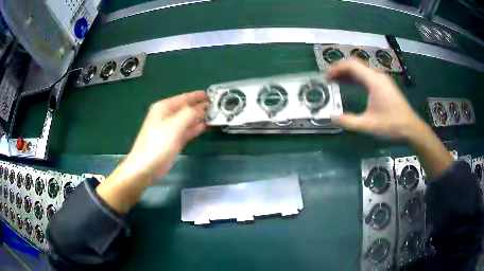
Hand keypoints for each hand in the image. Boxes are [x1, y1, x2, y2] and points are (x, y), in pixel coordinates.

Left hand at [124, 91, 208, 181]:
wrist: (146, 167)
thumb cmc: (159, 143)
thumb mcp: (175, 124)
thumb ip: (190, 113)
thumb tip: (203, 107)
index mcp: (164, 107)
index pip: (184, 97)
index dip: (198, 96)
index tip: (213, 95)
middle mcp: (167, 115)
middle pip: (187, 108)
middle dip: (201, 107)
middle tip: (219, 106)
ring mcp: (171, 129)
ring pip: (188, 119)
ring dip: (201, 117)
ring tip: (217, 115)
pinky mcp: (174, 140)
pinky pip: (188, 130)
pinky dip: (197, 128)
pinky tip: (207, 126)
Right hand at [329, 60, 451, 177]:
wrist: (411, 128)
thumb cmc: (391, 126)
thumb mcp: (368, 126)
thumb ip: (349, 121)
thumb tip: (332, 117)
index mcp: (373, 81)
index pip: (351, 65)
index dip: (336, 68)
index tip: (326, 77)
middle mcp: (378, 76)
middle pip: (356, 65)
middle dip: (340, 70)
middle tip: (329, 79)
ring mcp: (383, 80)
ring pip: (362, 70)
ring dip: (348, 74)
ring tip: (337, 81)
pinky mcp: (385, 85)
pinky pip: (368, 76)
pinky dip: (357, 78)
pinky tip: (352, 86)